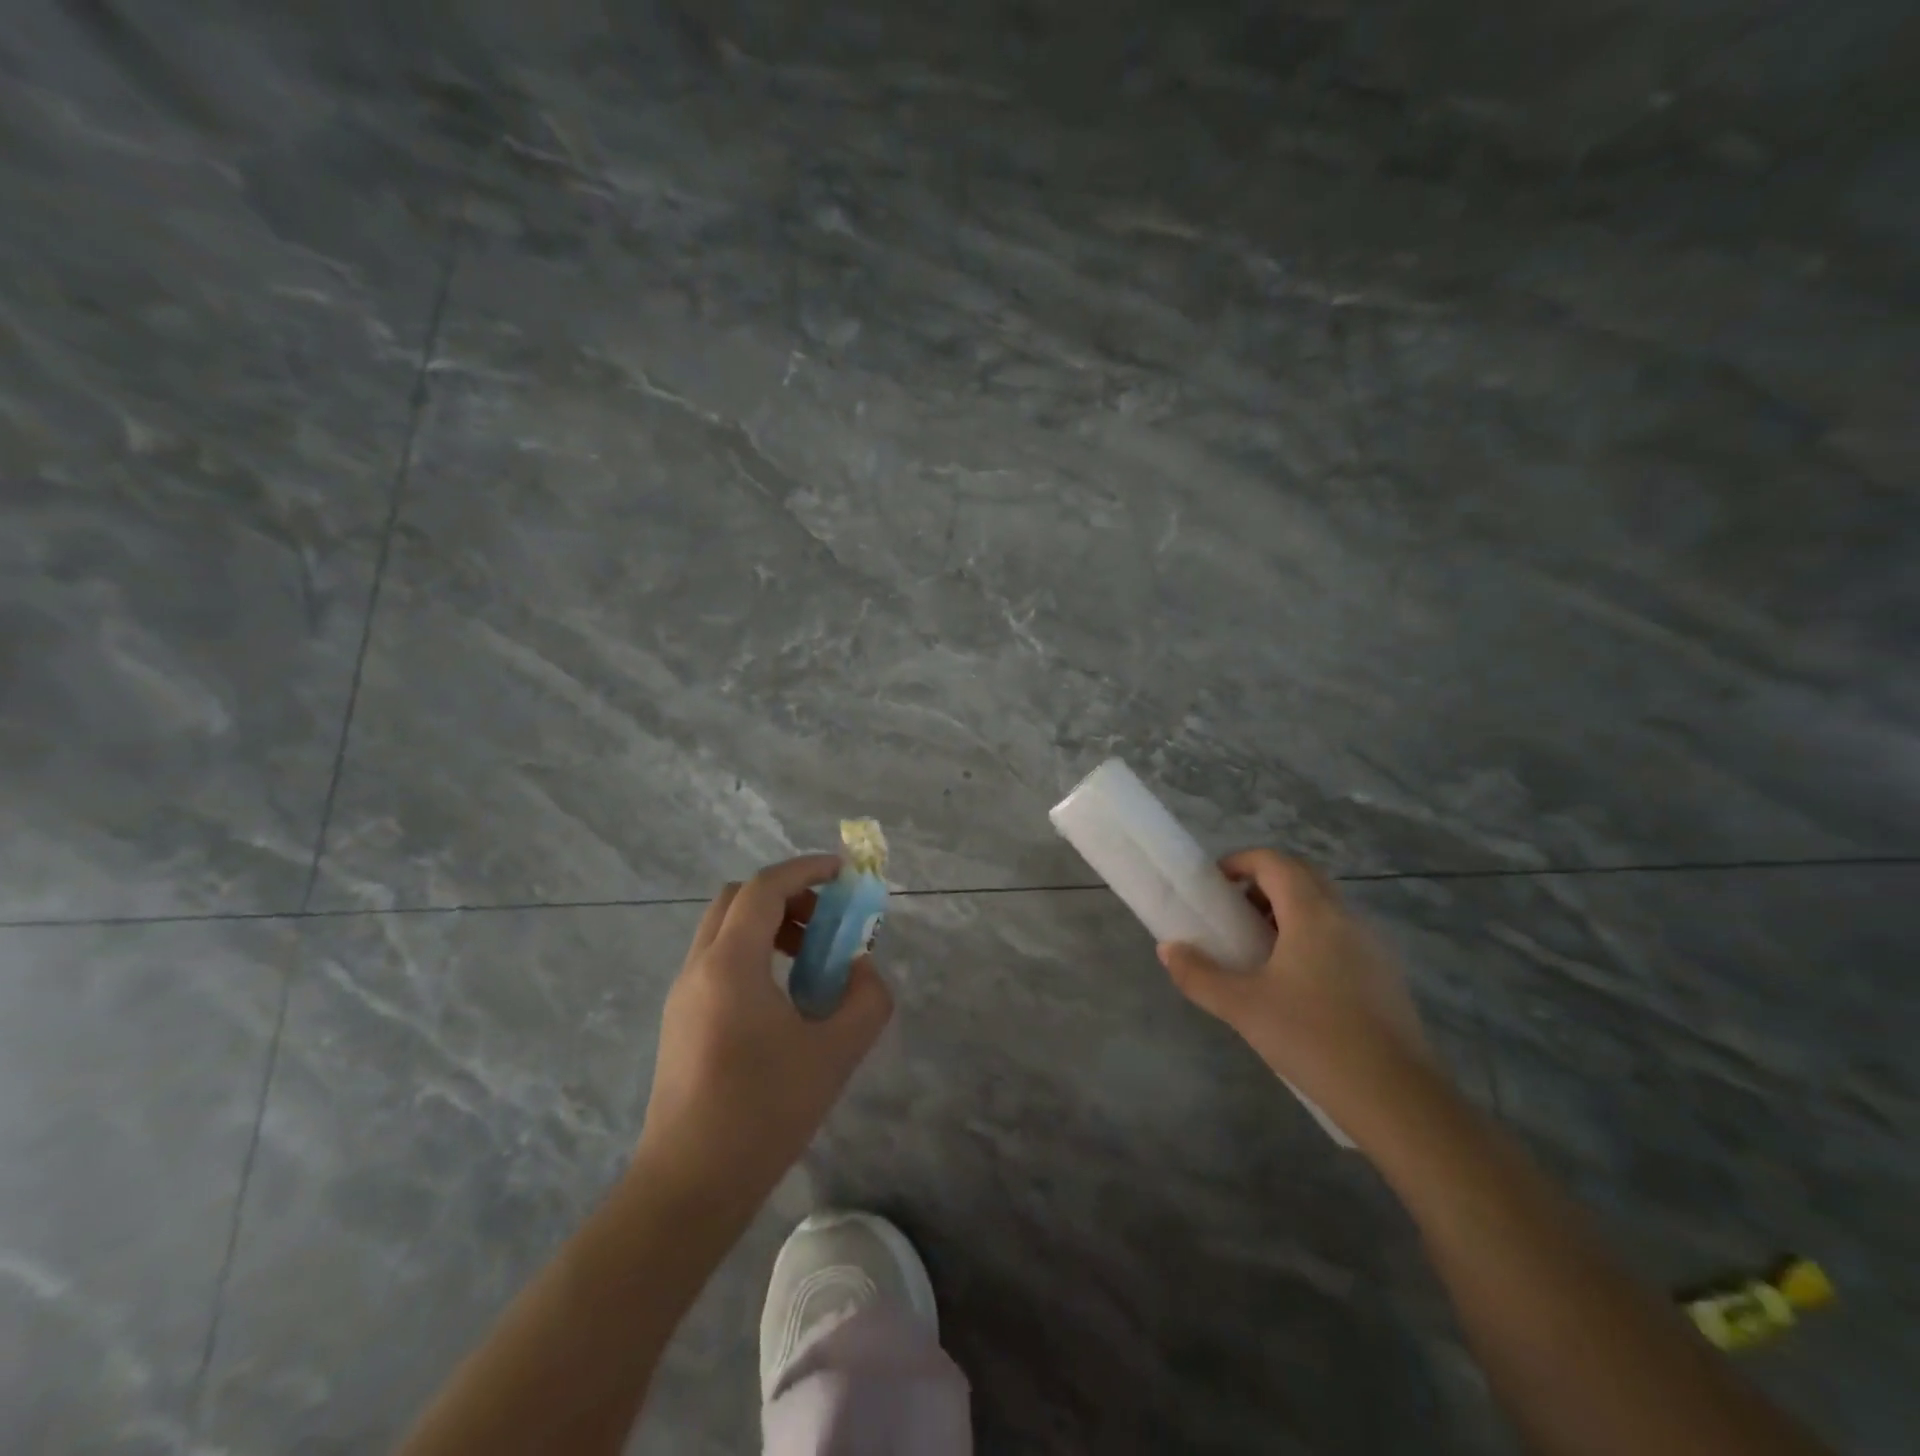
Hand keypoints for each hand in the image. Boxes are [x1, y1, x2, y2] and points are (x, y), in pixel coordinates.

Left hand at [635, 855, 892, 1213]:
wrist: (689, 1185)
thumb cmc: (764, 1112)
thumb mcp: (836, 1053)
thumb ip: (866, 999)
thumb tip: (861, 970)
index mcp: (730, 964)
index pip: (764, 888)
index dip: (805, 869)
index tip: (843, 873)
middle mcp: (698, 967)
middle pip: (738, 899)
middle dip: (786, 894)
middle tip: (825, 919)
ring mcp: (682, 994)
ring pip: (724, 929)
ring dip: (768, 924)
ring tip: (810, 959)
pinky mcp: (679, 1020)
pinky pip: (717, 960)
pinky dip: (752, 952)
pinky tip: (782, 996)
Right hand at [1158, 850, 1435, 1132]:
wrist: (1397, 1098)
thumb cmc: (1313, 1038)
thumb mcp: (1243, 1007)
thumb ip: (1199, 975)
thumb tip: (1168, 949)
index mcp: (1312, 913)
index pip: (1274, 862)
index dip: (1240, 862)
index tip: (1214, 884)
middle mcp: (1346, 917)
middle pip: (1302, 876)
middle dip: (1264, 883)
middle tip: (1234, 913)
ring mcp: (1373, 946)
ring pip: (1325, 906)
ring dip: (1289, 910)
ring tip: (1260, 950)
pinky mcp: (1387, 975)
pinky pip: (1343, 934)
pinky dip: (1313, 936)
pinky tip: (1298, 983)